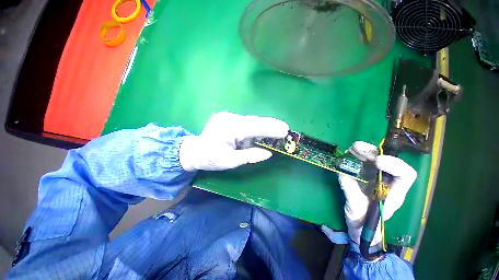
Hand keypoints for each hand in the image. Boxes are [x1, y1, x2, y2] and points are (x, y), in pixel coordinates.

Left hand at [179, 112, 288, 170]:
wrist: (194, 151)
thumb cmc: (210, 159)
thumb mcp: (230, 161)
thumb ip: (250, 156)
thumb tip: (268, 153)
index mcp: (228, 129)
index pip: (254, 127)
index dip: (270, 128)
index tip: (285, 130)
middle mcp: (229, 119)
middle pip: (254, 121)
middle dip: (270, 125)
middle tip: (285, 128)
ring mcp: (228, 116)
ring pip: (251, 121)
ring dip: (264, 126)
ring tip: (277, 130)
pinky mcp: (228, 118)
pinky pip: (246, 122)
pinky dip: (256, 127)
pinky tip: (263, 131)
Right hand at [340, 141, 416, 244]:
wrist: (358, 225)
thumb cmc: (363, 223)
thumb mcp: (357, 211)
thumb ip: (351, 192)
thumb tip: (343, 174)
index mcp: (393, 193)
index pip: (405, 175)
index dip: (395, 165)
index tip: (377, 162)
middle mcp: (385, 181)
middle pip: (387, 160)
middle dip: (373, 152)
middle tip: (358, 148)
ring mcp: (373, 177)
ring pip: (373, 158)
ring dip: (362, 151)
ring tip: (351, 149)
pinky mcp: (361, 175)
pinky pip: (359, 162)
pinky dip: (352, 156)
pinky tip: (345, 155)